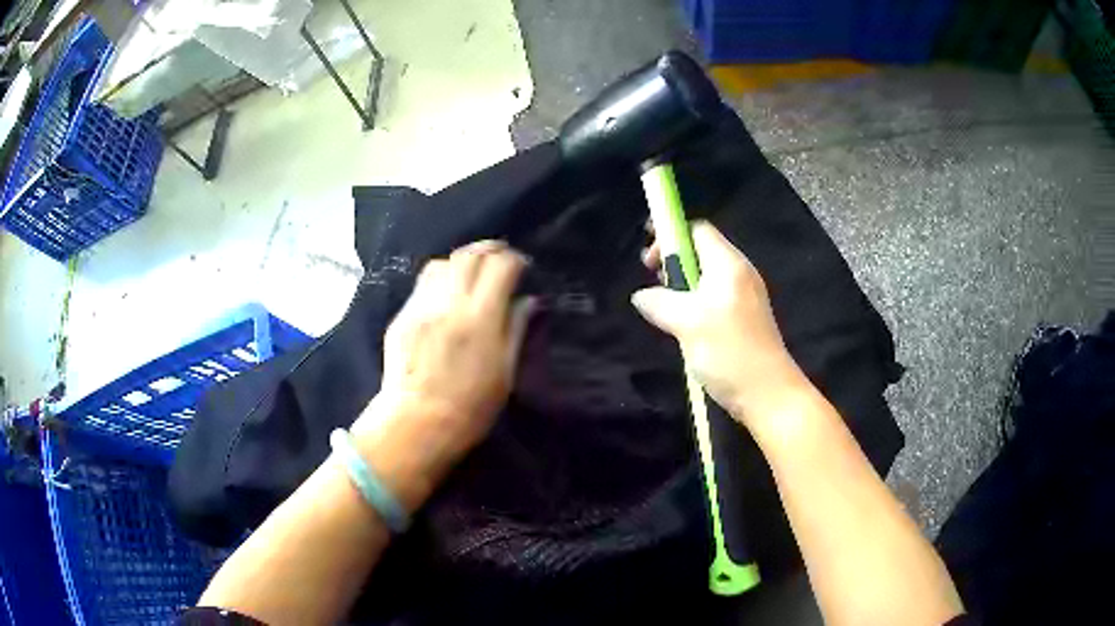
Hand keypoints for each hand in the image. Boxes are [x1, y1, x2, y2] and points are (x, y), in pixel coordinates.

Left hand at [350, 240, 533, 508]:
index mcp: (481, 319)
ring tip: (471, 275)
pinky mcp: (402, 316)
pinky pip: (422, 284)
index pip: (500, 266)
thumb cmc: (470, 407)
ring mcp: (421, 307)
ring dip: (461, 261)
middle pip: (470, 255)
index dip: (515, 260)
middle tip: (500, 260)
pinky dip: (440, 280)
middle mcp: (449, 304)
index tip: (522, 268)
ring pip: (442, 262)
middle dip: (489, 250)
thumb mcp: (505, 373)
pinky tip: (446, 295)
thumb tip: (527, 300)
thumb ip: (516, 329)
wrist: (417, 422)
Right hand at [632, 222, 809, 430]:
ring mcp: (745, 297)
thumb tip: (641, 296)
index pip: (698, 230)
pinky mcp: (746, 319)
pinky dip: (695, 302)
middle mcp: (739, 273)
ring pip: (707, 277)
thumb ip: (660, 302)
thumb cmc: (728, 351)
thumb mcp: (686, 323)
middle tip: (653, 281)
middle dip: (674, 261)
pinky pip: (715, 298)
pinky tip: (684, 325)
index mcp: (728, 264)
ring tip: (664, 306)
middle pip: (702, 251)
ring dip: (683, 285)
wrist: (767, 393)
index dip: (670, 236)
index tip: (650, 260)